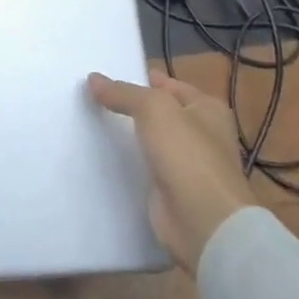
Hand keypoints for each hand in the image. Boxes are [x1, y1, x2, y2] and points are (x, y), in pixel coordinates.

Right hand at [89, 69, 257, 273]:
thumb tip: (93, 79)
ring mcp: (187, 166)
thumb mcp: (153, 109)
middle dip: (131, 107)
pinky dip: (127, 164)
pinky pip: (144, 169)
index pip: (169, 85)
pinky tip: (100, 156)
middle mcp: (201, 135)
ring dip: (127, 137)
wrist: (203, 222)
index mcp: (208, 110)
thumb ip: (123, 92)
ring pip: (150, 142)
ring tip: (90, 123)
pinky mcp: (171, 192)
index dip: (142, 79)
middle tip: (92, 97)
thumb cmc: (187, 154)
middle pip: (159, 114)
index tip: (107, 76)